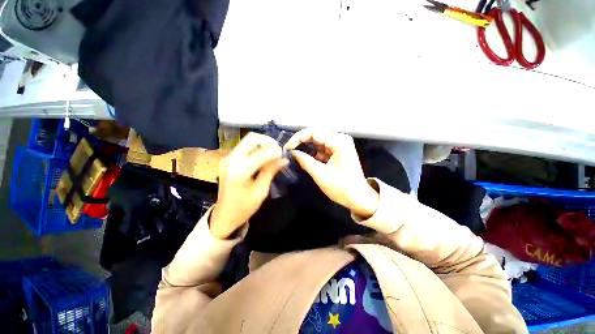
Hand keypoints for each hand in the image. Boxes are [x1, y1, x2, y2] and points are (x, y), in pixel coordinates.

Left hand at [210, 132, 288, 238]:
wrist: (224, 216)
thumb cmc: (244, 208)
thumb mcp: (260, 191)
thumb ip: (270, 171)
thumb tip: (284, 159)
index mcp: (239, 171)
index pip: (260, 153)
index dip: (274, 151)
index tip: (284, 154)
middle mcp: (231, 160)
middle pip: (251, 139)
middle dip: (267, 141)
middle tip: (278, 150)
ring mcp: (227, 158)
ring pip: (247, 141)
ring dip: (262, 144)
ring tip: (273, 154)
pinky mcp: (227, 160)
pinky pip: (244, 147)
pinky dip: (256, 148)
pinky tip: (263, 157)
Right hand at [284, 128, 378, 217]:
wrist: (359, 198)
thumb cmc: (342, 188)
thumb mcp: (321, 175)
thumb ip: (305, 161)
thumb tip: (292, 152)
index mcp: (339, 142)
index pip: (313, 132)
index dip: (298, 138)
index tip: (287, 148)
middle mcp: (340, 139)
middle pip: (316, 135)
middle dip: (301, 142)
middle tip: (289, 151)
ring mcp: (340, 145)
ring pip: (318, 141)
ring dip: (306, 148)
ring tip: (295, 155)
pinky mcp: (338, 152)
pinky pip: (322, 148)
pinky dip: (313, 153)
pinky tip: (305, 159)